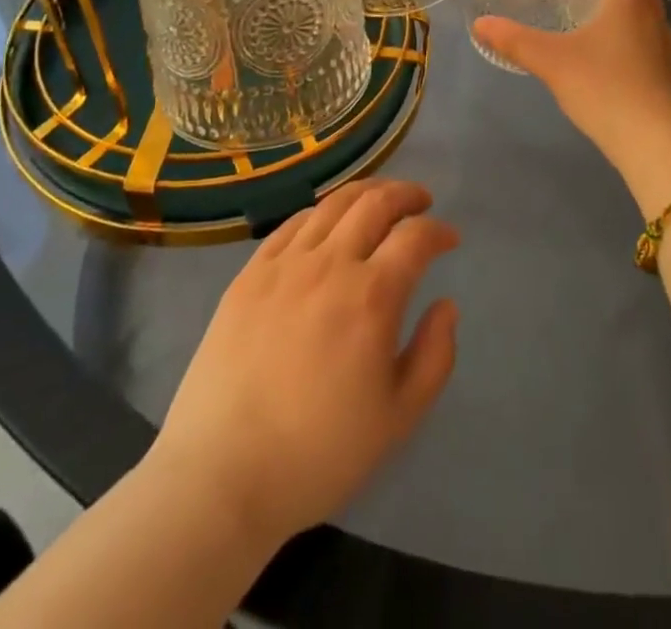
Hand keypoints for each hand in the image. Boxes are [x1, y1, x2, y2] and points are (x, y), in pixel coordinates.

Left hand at [147, 179, 459, 547]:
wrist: (221, 477)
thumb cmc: (318, 454)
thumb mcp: (398, 418)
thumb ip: (435, 355)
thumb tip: (446, 305)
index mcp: (372, 296)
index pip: (415, 237)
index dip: (439, 231)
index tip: (450, 239)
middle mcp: (330, 265)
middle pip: (375, 203)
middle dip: (407, 194)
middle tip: (422, 202)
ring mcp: (284, 265)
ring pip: (333, 204)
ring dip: (366, 193)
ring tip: (380, 200)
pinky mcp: (249, 274)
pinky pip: (292, 224)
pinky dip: (321, 213)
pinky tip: (327, 224)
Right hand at [471, 0, 670, 172]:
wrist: (652, 139)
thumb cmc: (603, 85)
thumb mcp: (551, 60)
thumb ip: (515, 40)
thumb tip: (479, 23)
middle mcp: (652, 12)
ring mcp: (661, 43)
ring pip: (640, 9)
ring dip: (617, 2)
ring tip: (582, 8)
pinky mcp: (663, 70)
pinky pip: (642, 36)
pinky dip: (623, 31)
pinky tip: (598, 49)